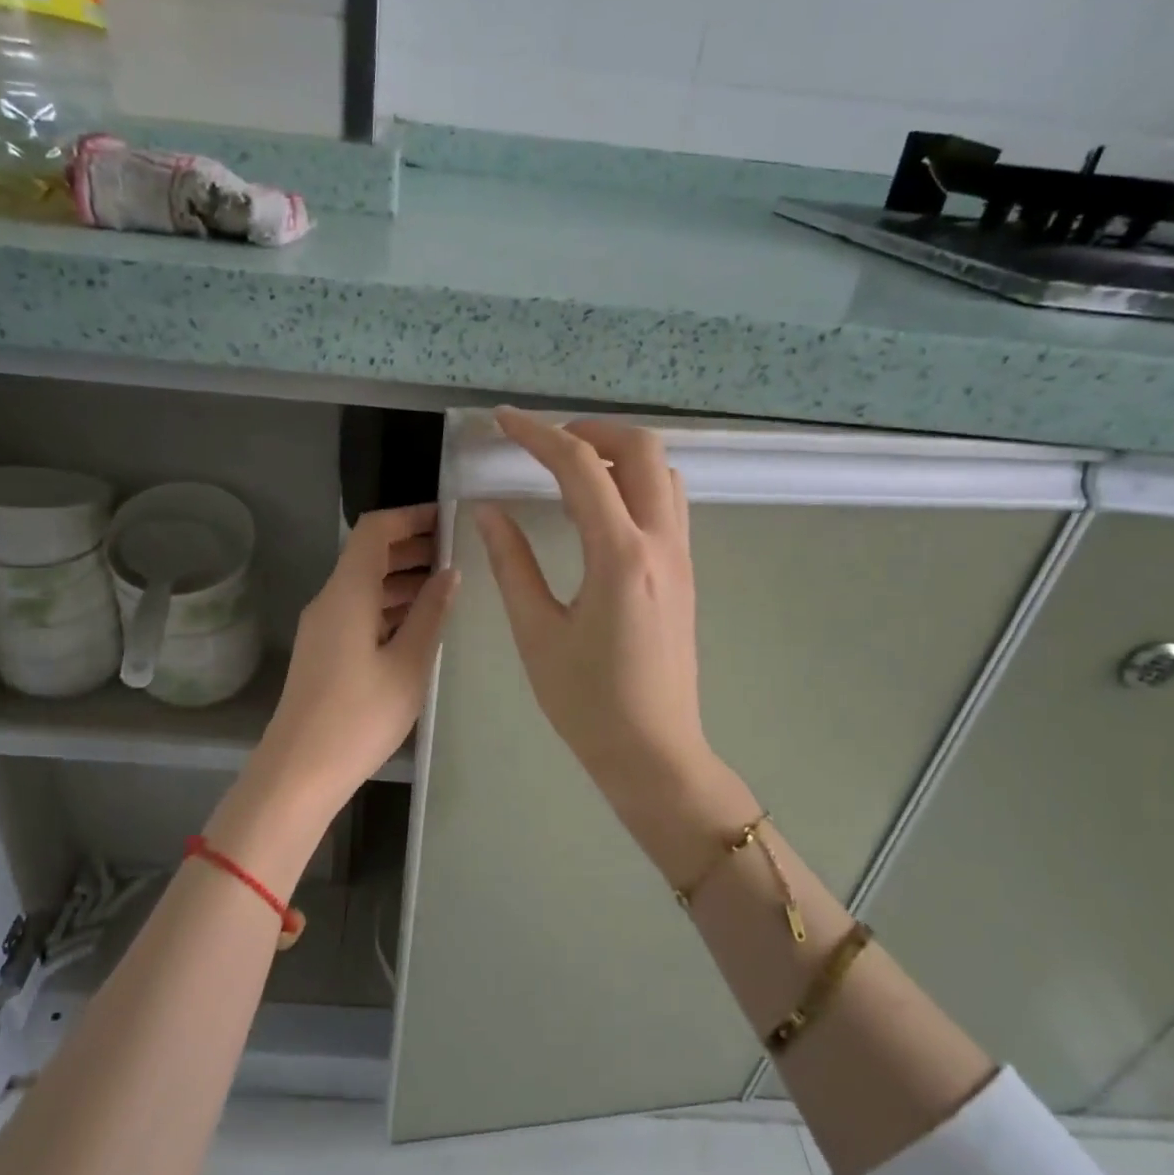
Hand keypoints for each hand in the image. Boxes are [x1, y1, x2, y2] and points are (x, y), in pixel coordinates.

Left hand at [254, 503, 458, 819]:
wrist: (299, 771)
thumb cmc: (359, 717)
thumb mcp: (408, 665)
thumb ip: (431, 614)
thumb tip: (450, 573)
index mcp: (347, 593)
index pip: (375, 530)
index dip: (411, 517)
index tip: (450, 521)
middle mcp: (330, 600)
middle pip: (369, 555)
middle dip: (413, 548)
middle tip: (460, 555)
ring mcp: (323, 627)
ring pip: (365, 585)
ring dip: (403, 579)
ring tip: (449, 589)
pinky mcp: (323, 651)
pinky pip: (358, 611)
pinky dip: (389, 606)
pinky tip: (420, 624)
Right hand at [476, 409, 749, 876]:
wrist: (653, 752)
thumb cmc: (588, 702)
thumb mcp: (537, 633)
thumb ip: (512, 563)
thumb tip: (488, 511)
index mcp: (620, 556)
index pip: (580, 468)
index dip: (537, 435)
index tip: (502, 421)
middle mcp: (661, 543)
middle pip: (642, 449)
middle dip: (590, 430)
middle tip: (545, 445)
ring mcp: (681, 557)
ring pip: (663, 473)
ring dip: (619, 455)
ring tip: (571, 472)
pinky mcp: (685, 573)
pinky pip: (668, 503)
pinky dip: (635, 484)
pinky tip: (599, 511)